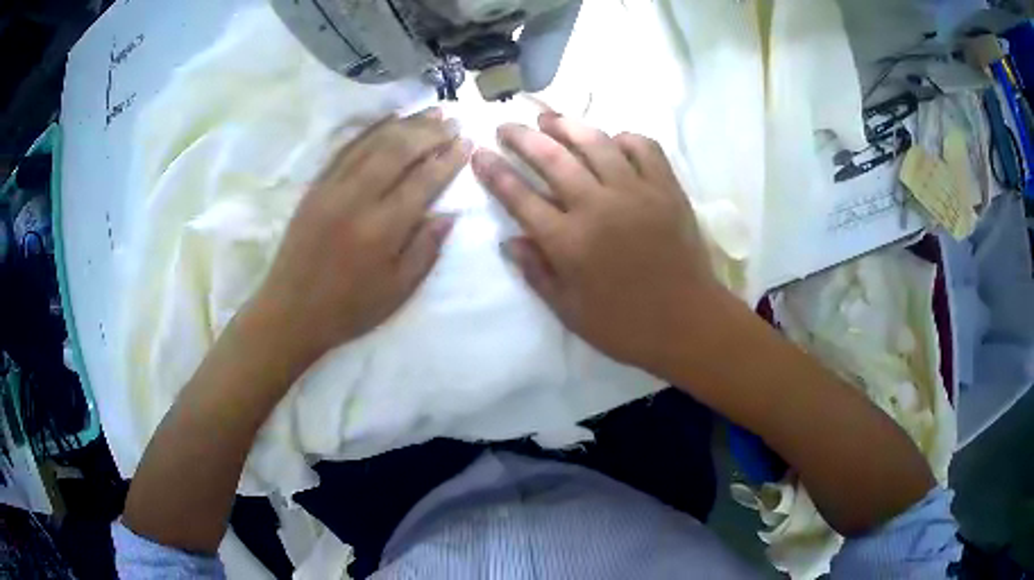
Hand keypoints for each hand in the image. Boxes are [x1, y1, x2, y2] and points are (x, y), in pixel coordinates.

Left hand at [250, 110, 470, 365]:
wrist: (290, 311)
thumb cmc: (348, 309)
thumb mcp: (397, 291)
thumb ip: (426, 250)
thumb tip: (449, 214)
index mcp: (381, 229)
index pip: (423, 180)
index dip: (448, 158)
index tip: (467, 142)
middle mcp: (356, 199)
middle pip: (398, 150)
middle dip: (430, 132)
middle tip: (453, 120)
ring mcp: (332, 188)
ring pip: (373, 142)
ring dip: (405, 123)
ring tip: (431, 111)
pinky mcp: (316, 186)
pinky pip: (346, 148)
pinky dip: (371, 129)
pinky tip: (389, 120)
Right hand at [472, 113, 721, 374]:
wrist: (687, 322)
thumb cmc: (625, 325)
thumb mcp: (569, 311)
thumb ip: (537, 273)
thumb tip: (509, 241)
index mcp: (569, 242)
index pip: (520, 198)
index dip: (495, 173)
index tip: (479, 154)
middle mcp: (598, 207)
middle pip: (552, 158)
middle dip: (522, 137)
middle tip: (506, 126)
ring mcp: (636, 192)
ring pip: (596, 143)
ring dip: (567, 126)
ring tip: (549, 119)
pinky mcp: (667, 188)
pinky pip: (644, 148)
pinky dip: (624, 138)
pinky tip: (612, 141)